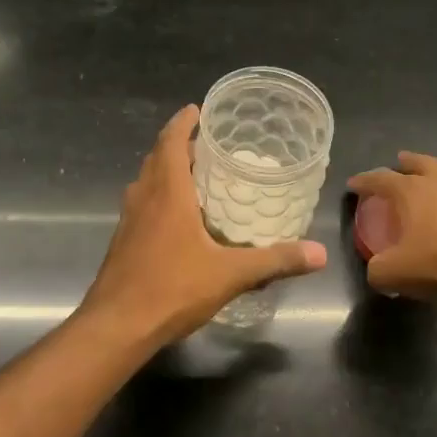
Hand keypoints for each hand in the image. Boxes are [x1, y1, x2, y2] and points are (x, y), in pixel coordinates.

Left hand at [82, 105, 327, 344]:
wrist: (116, 327)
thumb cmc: (171, 289)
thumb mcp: (231, 274)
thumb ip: (275, 261)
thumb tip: (320, 253)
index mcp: (167, 194)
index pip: (171, 143)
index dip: (182, 123)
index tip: (197, 109)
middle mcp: (144, 199)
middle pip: (156, 159)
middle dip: (178, 146)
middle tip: (207, 145)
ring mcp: (128, 222)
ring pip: (146, 183)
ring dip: (165, 171)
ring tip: (195, 176)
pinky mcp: (122, 243)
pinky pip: (142, 206)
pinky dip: (158, 198)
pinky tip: (178, 220)